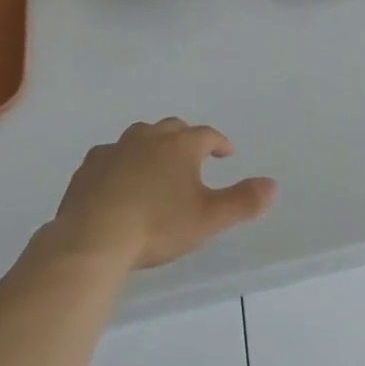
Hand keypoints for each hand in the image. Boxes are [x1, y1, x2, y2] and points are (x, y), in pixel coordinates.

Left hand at [50, 119, 277, 270]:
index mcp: (180, 146)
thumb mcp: (208, 219)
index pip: (207, 135)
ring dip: (152, 145)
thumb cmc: (157, 226)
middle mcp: (148, 137)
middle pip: (173, 128)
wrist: (94, 237)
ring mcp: (116, 148)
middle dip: (186, 138)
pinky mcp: (90, 165)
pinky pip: (111, 155)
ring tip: (157, 164)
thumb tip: (274, 185)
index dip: (219, 142)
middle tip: (193, 155)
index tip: (226, 152)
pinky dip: (121, 162)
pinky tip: (119, 178)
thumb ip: (243, 202)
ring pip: (139, 136)